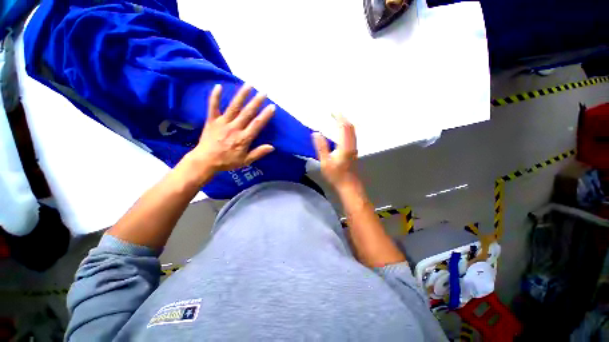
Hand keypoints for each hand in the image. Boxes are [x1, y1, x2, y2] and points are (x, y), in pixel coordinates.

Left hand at [184, 84, 274, 177]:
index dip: (265, 115)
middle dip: (256, 102)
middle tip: (263, 92)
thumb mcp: (245, 161)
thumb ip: (258, 153)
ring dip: (241, 95)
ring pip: (234, 107)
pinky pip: (213, 107)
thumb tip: (272, 147)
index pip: (257, 125)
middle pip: (247, 113)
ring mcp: (222, 123)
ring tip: (249, 85)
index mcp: (243, 138)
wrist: (205, 161)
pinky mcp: (212, 121)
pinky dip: (215, 97)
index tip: (272, 107)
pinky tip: (219, 86)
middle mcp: (234, 128)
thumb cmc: (227, 162)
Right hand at [312, 115, 358, 188]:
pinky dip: (347, 129)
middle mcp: (351, 145)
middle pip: (350, 127)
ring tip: (337, 120)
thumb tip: (316, 133)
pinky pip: (352, 136)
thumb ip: (321, 147)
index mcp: (344, 146)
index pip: (344, 127)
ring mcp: (354, 148)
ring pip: (352, 131)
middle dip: (343, 118)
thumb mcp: (325, 162)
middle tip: (334, 114)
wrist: (348, 185)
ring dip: (346, 123)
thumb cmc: (336, 175)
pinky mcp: (354, 152)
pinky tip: (341, 132)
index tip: (333, 112)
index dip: (339, 117)